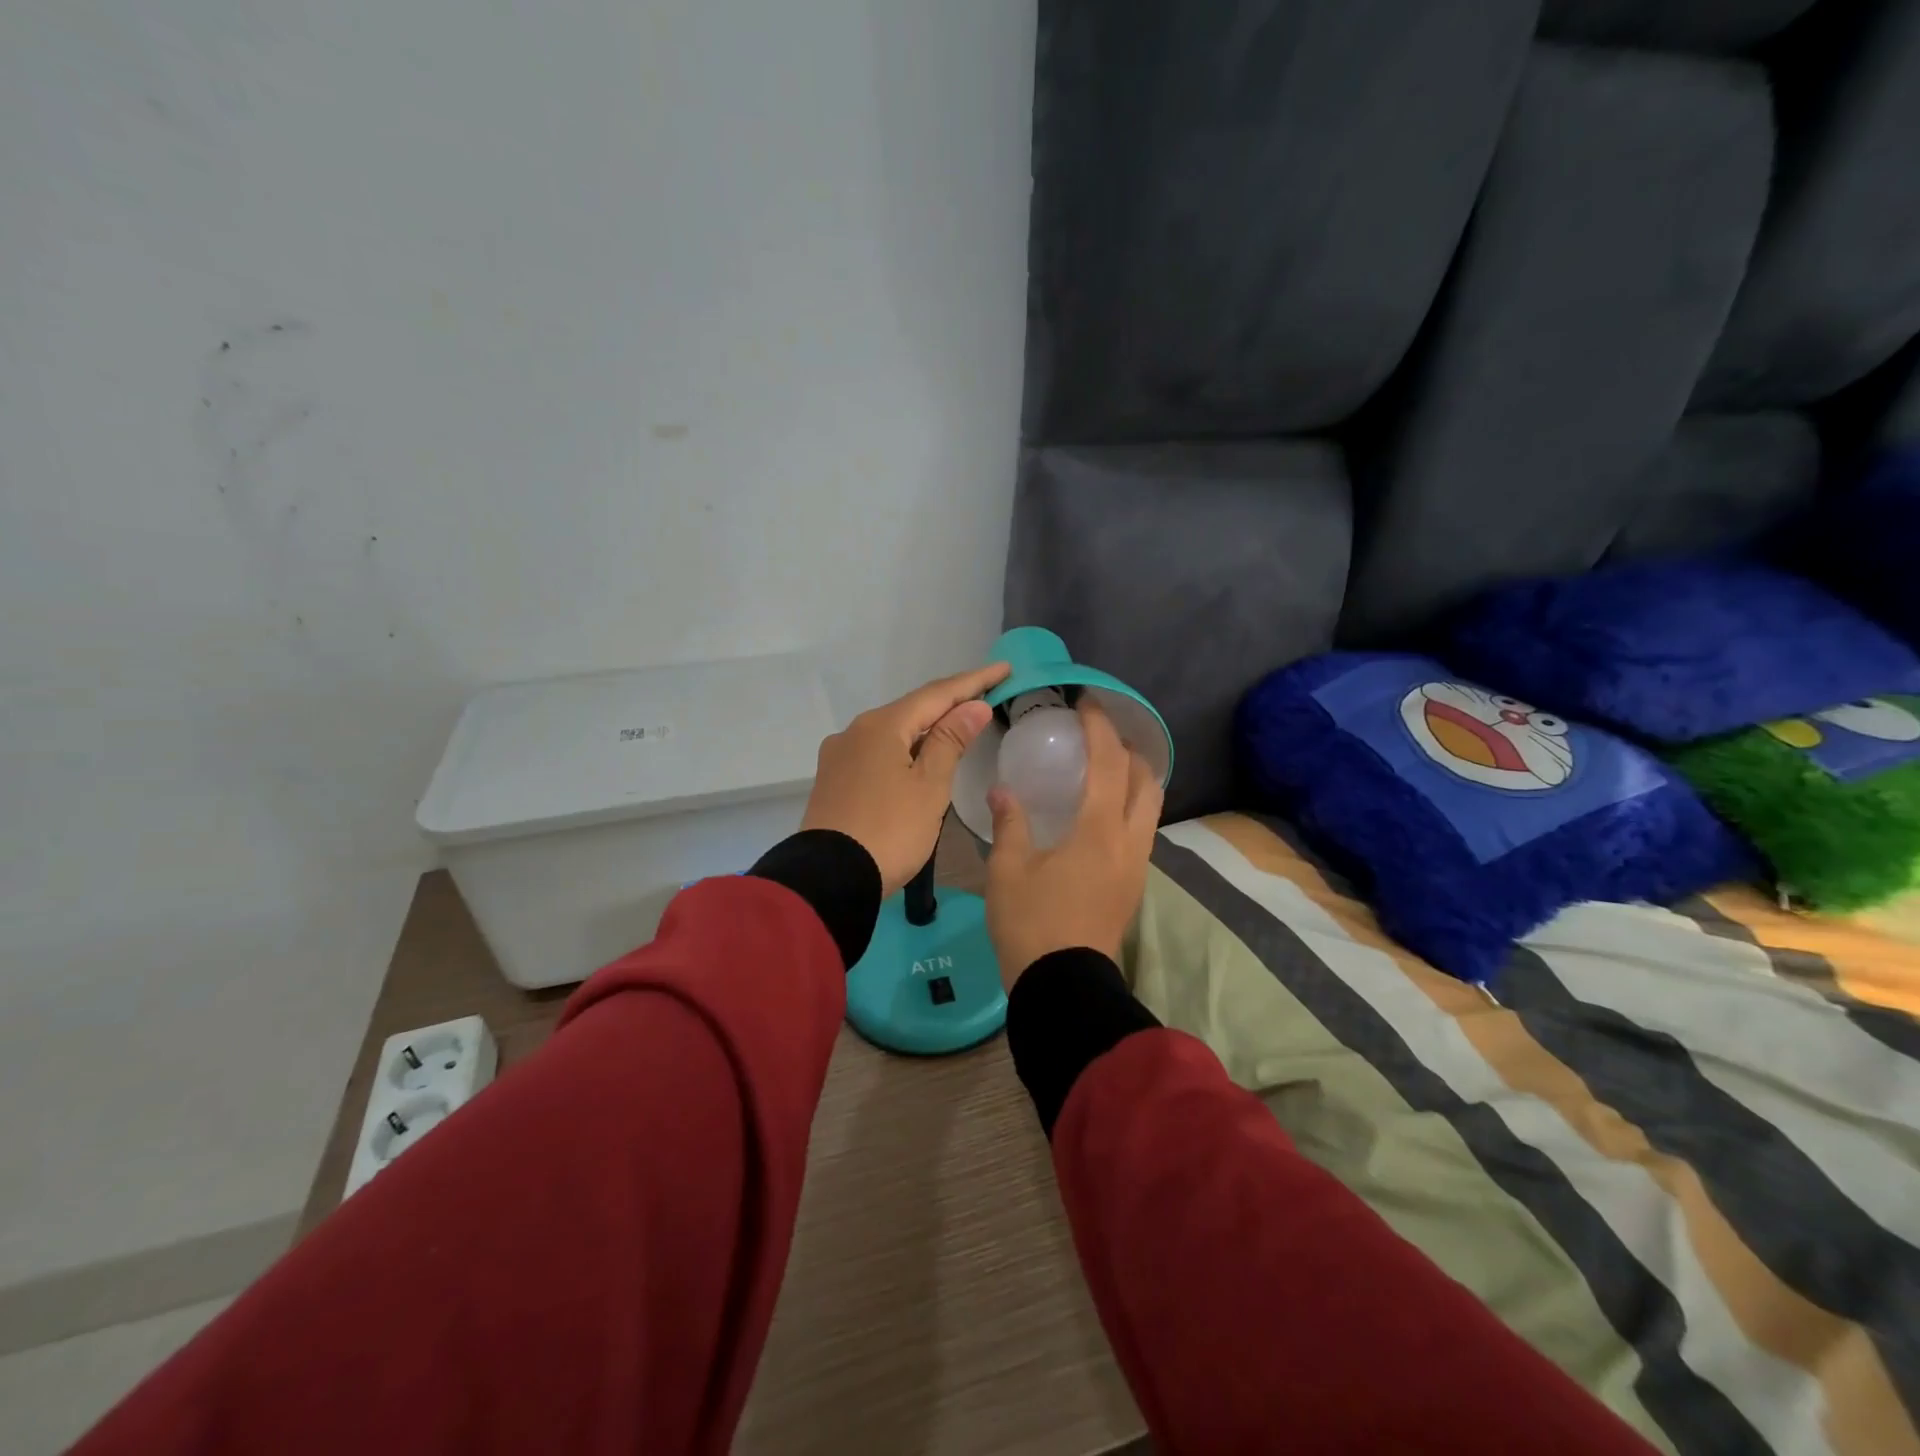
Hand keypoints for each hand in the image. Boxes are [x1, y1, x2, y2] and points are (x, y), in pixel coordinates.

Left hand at [801, 663, 1011, 894]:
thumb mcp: (929, 787)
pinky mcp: (834, 780)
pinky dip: (905, 748)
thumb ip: (950, 741)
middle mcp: (855, 731)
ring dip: (927, 727)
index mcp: (882, 726)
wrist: (829, 878)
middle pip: (912, 709)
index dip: (974, 681)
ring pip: (893, 732)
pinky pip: (877, 752)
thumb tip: (972, 706)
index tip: (1004, 669)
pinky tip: (918, 757)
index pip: (937, 694)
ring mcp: (840, 755)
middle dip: (949, 702)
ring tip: (958, 725)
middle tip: (986, 694)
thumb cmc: (890, 830)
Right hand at [986, 698, 1163, 983]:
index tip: (1087, 704)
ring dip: (1135, 779)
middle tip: (1099, 737)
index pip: (1109, 763)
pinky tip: (1100, 814)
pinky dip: (1130, 806)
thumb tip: (1003, 791)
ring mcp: (1137, 865)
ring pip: (1151, 806)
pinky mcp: (1134, 885)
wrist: (1063, 986)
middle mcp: (1129, 841)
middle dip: (1128, 749)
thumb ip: (1010, 823)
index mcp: (1098, 830)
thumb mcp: (1008, 870)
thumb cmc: (1031, 924)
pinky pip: (1142, 830)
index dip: (1100, 728)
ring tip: (1103, 770)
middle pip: (1146, 780)